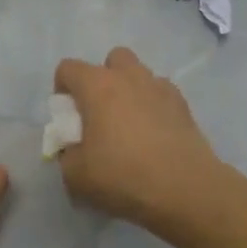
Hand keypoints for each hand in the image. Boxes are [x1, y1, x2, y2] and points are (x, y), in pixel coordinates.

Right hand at [53, 47, 222, 227]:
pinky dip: (154, 105)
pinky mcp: (183, 104)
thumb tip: (74, 148)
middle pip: (112, 59)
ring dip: (130, 90)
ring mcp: (160, 87)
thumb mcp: (76, 176)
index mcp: (97, 86)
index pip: (68, 68)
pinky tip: (155, 133)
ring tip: (131, 125)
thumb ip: (67, 155)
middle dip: (103, 79)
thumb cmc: (122, 176)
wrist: (184, 188)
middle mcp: (129, 76)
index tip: (67, 117)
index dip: (62, 89)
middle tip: (101, 113)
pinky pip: (161, 93)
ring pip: (140, 74)